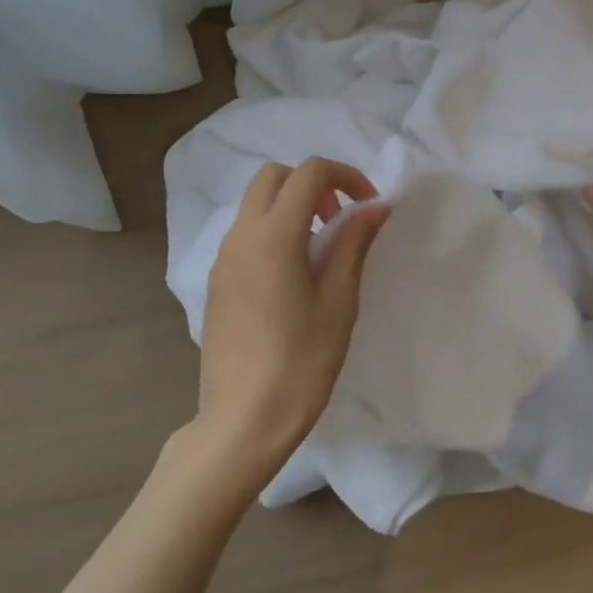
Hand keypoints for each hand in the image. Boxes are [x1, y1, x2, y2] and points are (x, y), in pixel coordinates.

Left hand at [194, 158, 390, 483]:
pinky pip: (245, 234)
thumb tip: (375, 207)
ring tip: (321, 249)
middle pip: (274, 177)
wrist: (243, 419)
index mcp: (274, 235)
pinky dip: (272, 230)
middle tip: (340, 220)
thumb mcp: (339, 300)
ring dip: (291, 206)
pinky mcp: (216, 281)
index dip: (345, 176)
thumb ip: (354, 244)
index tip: (368, 205)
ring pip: (255, 204)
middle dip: (312, 184)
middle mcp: (241, 236)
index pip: (308, 173)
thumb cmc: (301, 361)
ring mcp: (223, 259)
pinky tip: (293, 275)